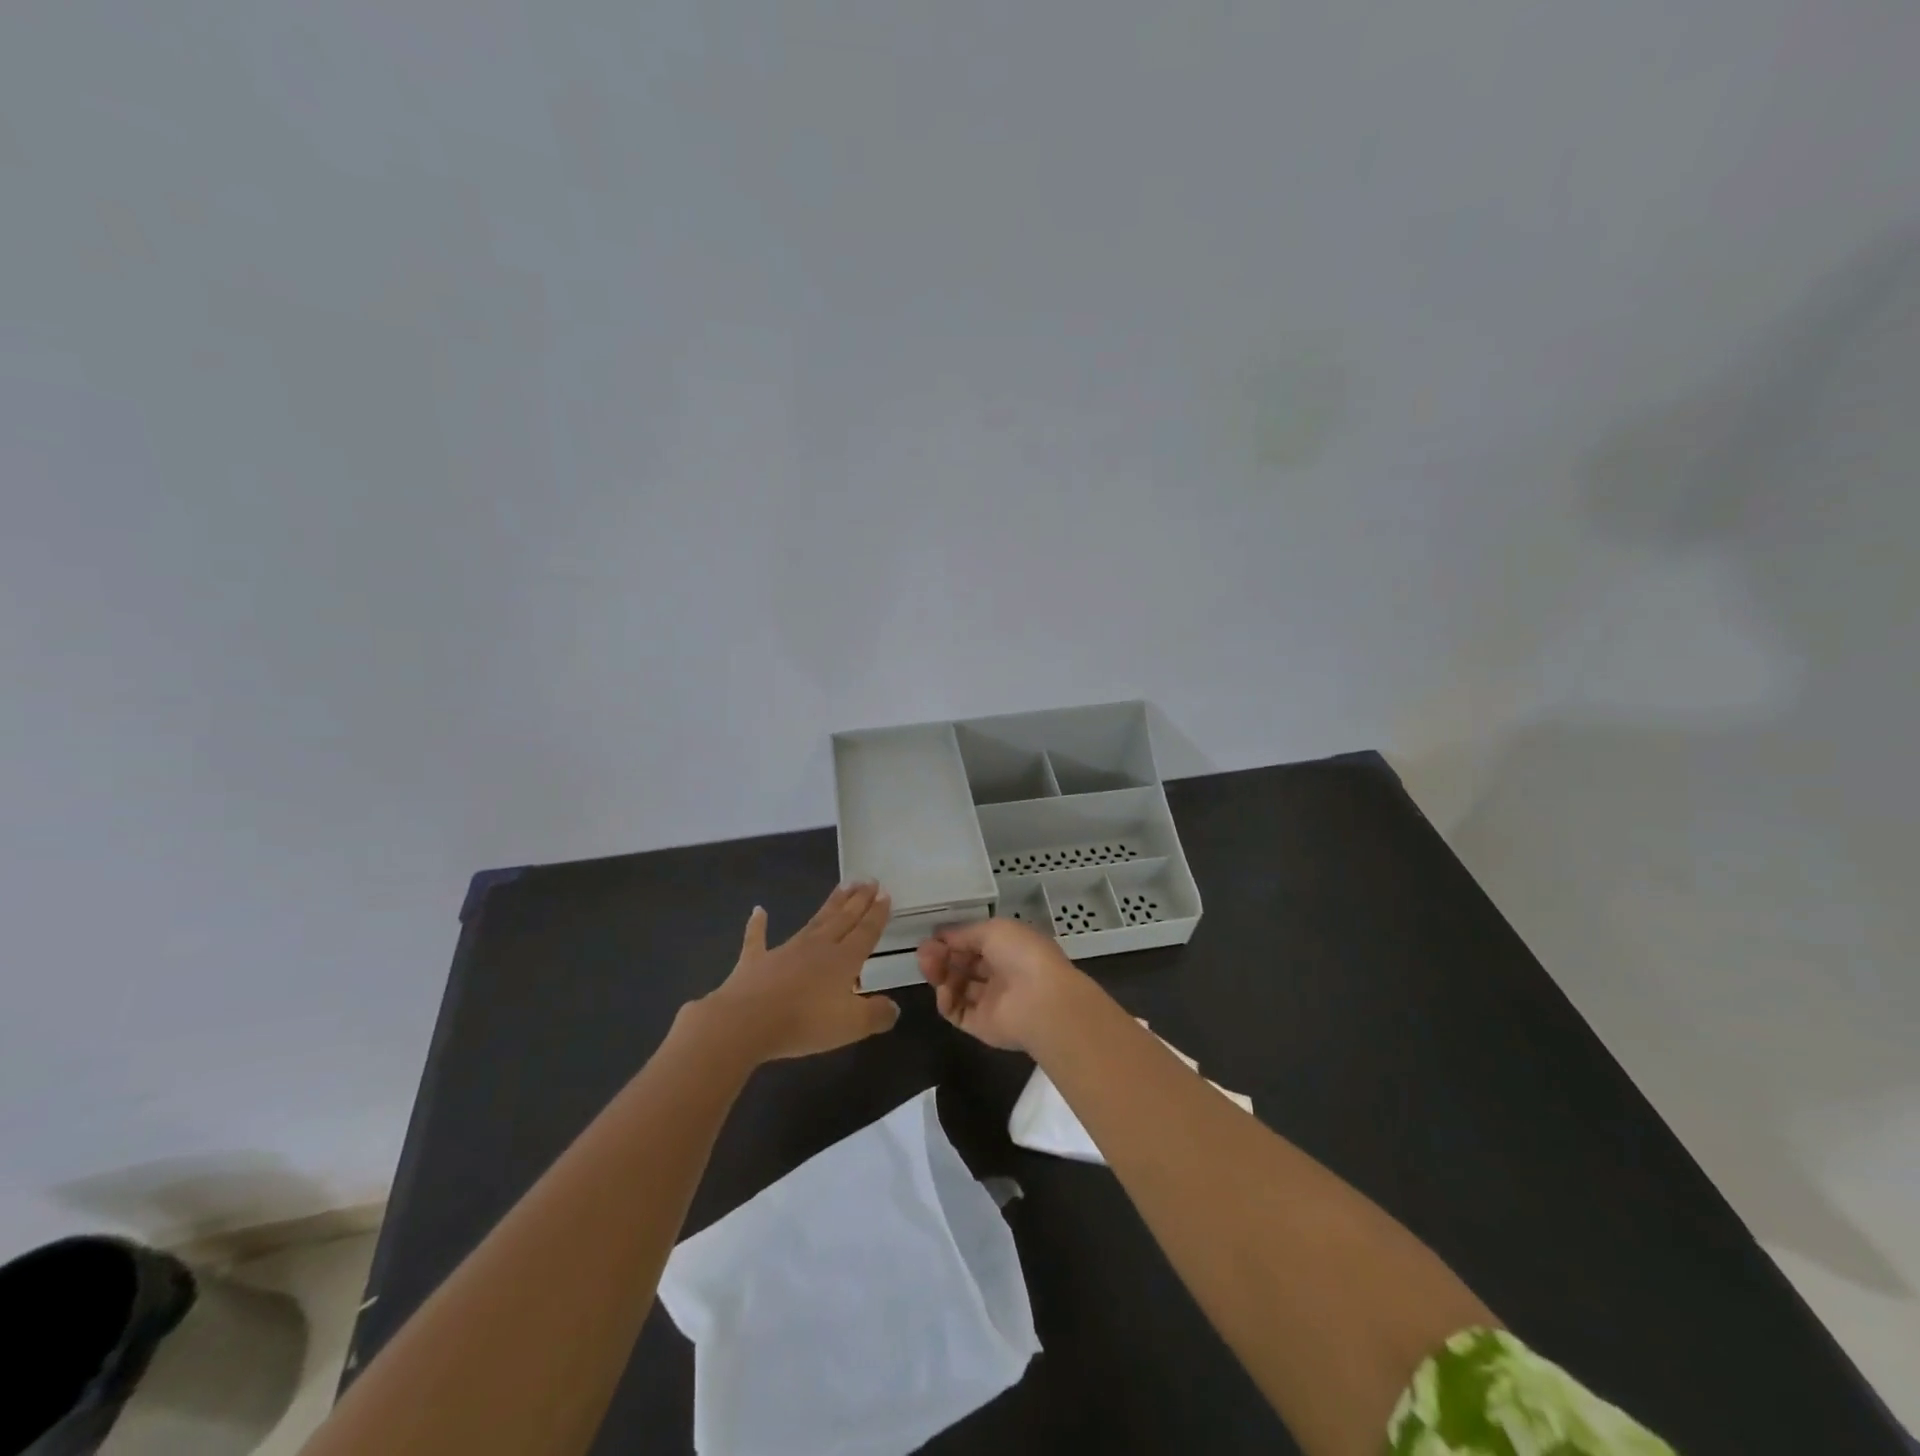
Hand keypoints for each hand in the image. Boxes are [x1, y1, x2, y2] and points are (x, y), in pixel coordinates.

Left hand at [703, 881, 899, 1060]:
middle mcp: (818, 947)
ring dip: (830, 904)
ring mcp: (785, 950)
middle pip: (843, 919)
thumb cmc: (804, 1022)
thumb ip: (876, 1015)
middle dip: (858, 900)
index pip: (865, 932)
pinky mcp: (756, 961)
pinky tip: (758, 910)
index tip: (885, 894)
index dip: (877, 914)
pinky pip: (757, 938)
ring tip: (843, 886)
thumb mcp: (851, 1025)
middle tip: (869, 880)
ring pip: (814, 922)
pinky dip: (758, 924)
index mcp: (843, 960)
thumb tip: (895, 1008)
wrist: (745, 1022)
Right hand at [916, 917, 1087, 1052]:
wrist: (1041, 1001)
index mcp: (1009, 948)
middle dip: (942, 955)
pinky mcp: (981, 1025)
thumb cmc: (1021, 955)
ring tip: (928, 966)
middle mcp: (1000, 974)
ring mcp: (990, 1001)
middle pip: (963, 965)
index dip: (953, 939)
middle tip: (923, 952)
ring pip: (957, 987)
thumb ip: (965, 933)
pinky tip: (944, 990)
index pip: (975, 943)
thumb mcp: (993, 930)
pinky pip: (957, 1011)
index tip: (932, 937)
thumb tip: (942, 936)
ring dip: (940, 974)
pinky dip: (946, 1000)